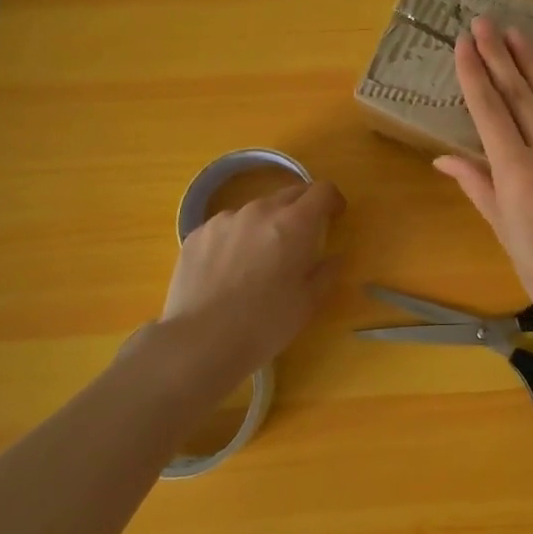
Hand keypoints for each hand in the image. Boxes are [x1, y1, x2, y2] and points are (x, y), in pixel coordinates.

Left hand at [155, 179, 344, 392]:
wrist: (199, 343)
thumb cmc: (263, 325)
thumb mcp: (308, 303)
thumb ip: (326, 272)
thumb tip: (334, 257)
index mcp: (293, 223)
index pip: (322, 190)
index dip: (333, 200)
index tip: (334, 217)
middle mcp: (259, 211)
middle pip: (289, 194)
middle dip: (301, 211)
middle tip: (300, 241)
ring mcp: (225, 219)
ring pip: (255, 211)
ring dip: (265, 226)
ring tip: (258, 260)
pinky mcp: (198, 233)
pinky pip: (226, 227)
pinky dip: (235, 239)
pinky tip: (228, 271)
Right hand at [435, 16, 532, 340]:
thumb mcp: (505, 233)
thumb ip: (479, 186)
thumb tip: (444, 157)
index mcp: (517, 175)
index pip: (490, 111)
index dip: (474, 73)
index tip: (463, 43)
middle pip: (519, 93)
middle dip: (498, 55)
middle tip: (484, 22)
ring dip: (532, 61)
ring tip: (514, 32)